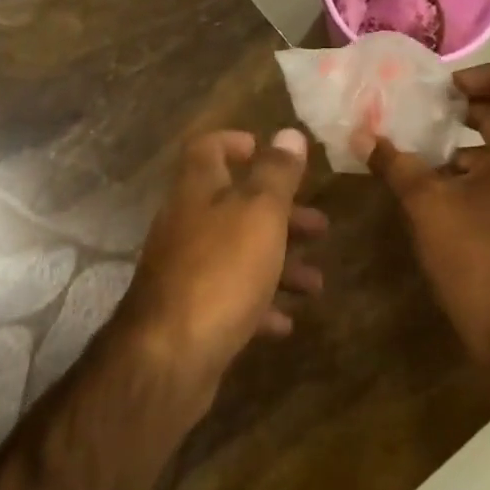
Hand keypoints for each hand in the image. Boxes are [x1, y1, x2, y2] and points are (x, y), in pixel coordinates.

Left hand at [118, 128, 327, 398]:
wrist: (170, 355)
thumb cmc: (221, 269)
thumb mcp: (259, 212)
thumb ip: (276, 173)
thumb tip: (289, 134)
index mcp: (198, 189)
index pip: (208, 148)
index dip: (236, 142)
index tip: (269, 152)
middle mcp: (187, 223)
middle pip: (235, 205)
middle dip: (280, 214)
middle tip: (320, 226)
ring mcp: (186, 269)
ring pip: (239, 253)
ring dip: (279, 262)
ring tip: (316, 283)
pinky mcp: (191, 311)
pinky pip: (231, 298)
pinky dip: (260, 304)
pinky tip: (285, 322)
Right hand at [358, 64, 489, 363]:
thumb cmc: (482, 262)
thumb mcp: (429, 207)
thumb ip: (396, 165)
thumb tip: (361, 135)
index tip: (450, 92)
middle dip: (471, 108)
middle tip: (426, 114)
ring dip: (470, 144)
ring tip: (423, 155)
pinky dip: (479, 174)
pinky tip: (440, 194)